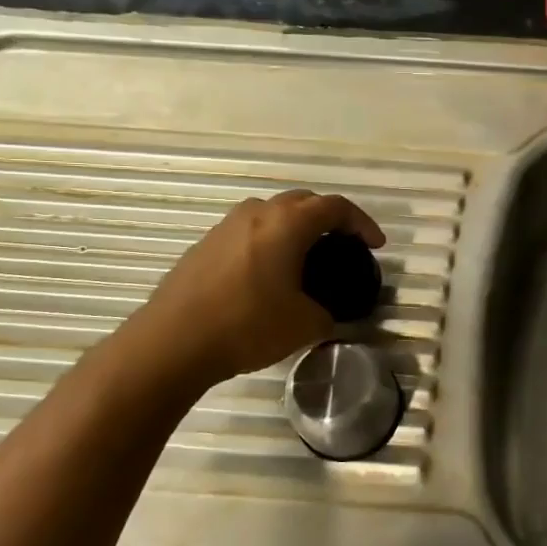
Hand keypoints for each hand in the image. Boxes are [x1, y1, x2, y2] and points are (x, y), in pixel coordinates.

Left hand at [118, 190, 385, 393]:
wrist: (171, 343)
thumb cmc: (247, 326)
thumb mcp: (305, 325)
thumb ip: (327, 312)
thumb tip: (324, 311)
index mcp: (288, 224)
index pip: (335, 207)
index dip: (361, 223)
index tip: (374, 245)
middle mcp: (257, 214)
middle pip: (303, 202)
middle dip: (329, 219)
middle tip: (343, 245)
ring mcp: (225, 227)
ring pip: (272, 214)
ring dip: (295, 228)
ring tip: (306, 257)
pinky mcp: (204, 246)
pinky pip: (248, 232)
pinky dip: (269, 242)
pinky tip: (268, 274)